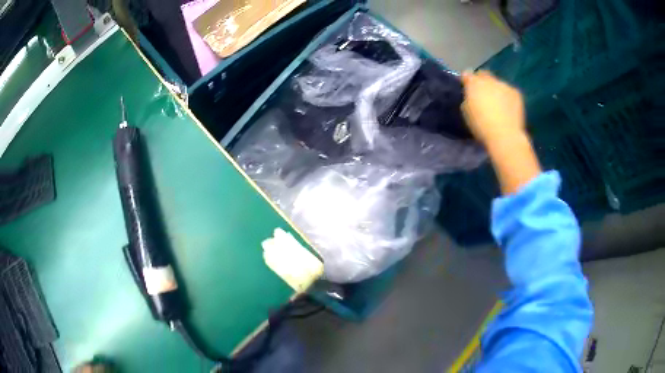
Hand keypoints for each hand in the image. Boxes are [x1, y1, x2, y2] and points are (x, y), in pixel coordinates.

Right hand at [461, 70, 525, 146]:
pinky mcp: (516, 93)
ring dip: (496, 89)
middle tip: (483, 94)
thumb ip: (468, 98)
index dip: (466, 80)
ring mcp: (504, 85)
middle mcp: (489, 80)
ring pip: (497, 83)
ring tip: (498, 103)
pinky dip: (507, 96)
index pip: (467, 75)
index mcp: (474, 84)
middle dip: (482, 81)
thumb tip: (471, 95)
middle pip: (484, 74)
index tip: (467, 86)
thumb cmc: (481, 126)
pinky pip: (509, 91)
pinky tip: (507, 108)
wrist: (504, 135)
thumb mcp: (466, 112)